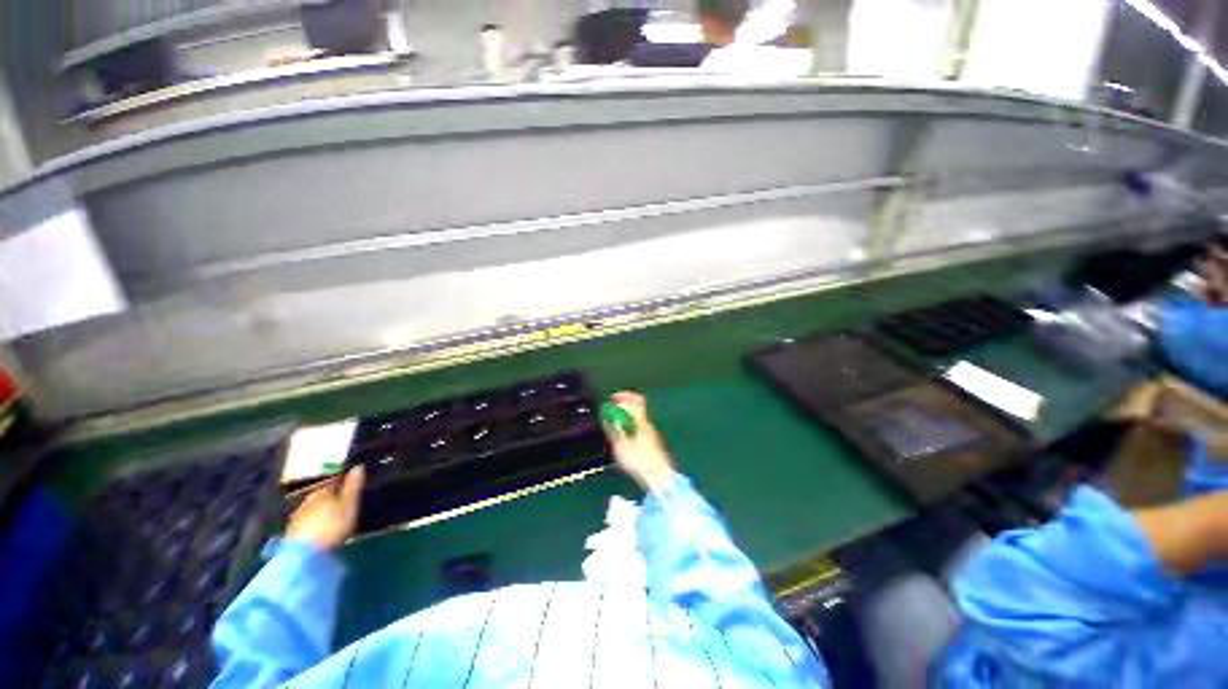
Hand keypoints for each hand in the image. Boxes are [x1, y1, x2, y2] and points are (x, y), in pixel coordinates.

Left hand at [286, 466, 364, 549]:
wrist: (304, 556)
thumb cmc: (331, 526)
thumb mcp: (349, 505)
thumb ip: (353, 486)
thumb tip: (359, 466)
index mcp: (321, 491)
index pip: (334, 479)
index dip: (344, 479)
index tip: (354, 480)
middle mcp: (306, 500)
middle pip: (322, 493)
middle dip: (333, 494)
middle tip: (346, 498)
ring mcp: (297, 517)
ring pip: (313, 507)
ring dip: (323, 508)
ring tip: (335, 513)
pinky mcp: (293, 533)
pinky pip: (308, 521)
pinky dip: (316, 520)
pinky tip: (322, 527)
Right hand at [603, 392, 675, 493]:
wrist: (660, 479)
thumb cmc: (640, 461)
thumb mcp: (621, 446)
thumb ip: (614, 430)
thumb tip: (607, 418)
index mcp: (642, 422)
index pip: (636, 400)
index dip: (625, 396)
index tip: (613, 398)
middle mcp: (649, 426)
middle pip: (636, 411)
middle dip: (622, 410)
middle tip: (610, 414)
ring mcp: (652, 436)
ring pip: (637, 422)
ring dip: (625, 421)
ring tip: (613, 429)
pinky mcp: (653, 447)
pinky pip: (639, 432)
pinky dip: (629, 431)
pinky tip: (623, 443)